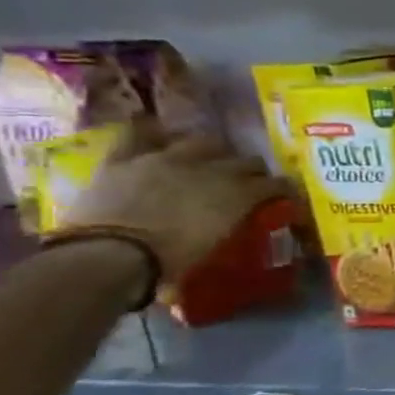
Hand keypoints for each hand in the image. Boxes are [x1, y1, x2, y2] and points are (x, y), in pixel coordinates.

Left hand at [68, 126, 286, 280]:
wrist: (110, 255)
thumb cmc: (169, 262)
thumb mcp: (215, 245)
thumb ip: (231, 224)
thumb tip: (235, 221)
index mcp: (239, 194)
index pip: (276, 184)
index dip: (282, 189)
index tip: (284, 196)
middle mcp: (211, 169)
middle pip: (245, 160)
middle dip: (252, 170)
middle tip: (248, 181)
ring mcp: (166, 159)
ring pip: (202, 142)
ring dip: (211, 151)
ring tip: (209, 159)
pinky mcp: (126, 158)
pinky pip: (139, 133)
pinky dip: (151, 132)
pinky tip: (158, 133)